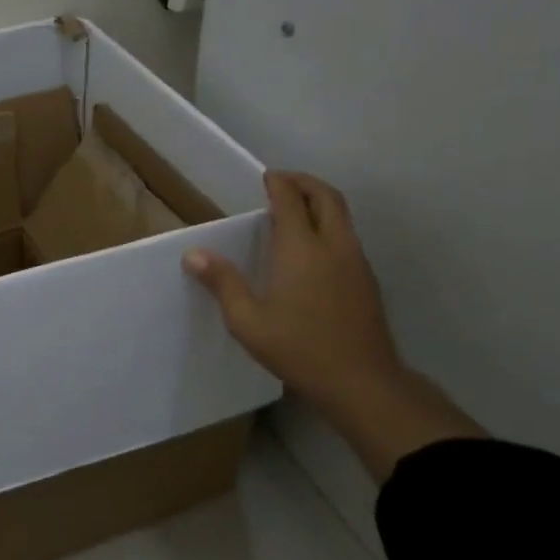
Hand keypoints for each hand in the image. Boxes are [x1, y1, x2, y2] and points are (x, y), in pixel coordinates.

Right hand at [184, 172, 401, 406]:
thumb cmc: (299, 348)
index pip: (290, 200)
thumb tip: (193, 254)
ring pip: (342, 217)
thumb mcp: (248, 321)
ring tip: (295, 212)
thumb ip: (223, 283)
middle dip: (305, 183)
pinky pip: (347, 237)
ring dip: (320, 203)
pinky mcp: (366, 281)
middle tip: (283, 183)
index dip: (278, 184)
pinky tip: (313, 249)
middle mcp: (333, 246)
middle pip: (326, 197)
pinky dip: (329, 226)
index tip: (267, 177)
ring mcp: (356, 263)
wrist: (362, 382)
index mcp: (301, 249)